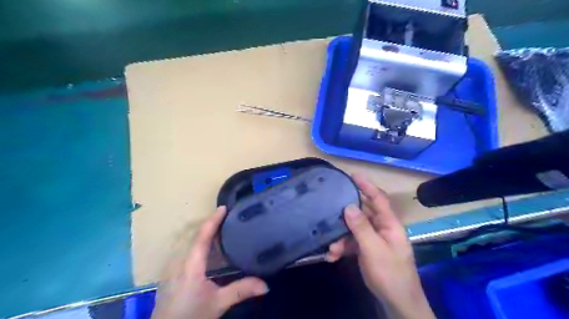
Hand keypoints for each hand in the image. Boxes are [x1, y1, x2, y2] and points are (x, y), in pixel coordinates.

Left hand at [152, 206, 268, 317]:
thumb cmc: (190, 316)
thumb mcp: (218, 303)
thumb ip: (241, 290)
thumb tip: (266, 285)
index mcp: (191, 265)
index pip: (202, 236)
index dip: (213, 220)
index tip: (223, 208)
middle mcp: (180, 261)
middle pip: (195, 236)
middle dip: (210, 224)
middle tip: (228, 217)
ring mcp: (173, 267)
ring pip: (189, 243)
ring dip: (204, 234)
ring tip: (221, 229)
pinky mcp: (172, 274)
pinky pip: (186, 251)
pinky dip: (199, 244)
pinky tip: (208, 249)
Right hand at [327, 174, 434, 318]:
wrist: (396, 303)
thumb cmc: (390, 273)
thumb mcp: (374, 249)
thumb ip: (361, 227)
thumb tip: (348, 206)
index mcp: (390, 224)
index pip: (379, 199)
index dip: (367, 186)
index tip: (353, 175)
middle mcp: (382, 228)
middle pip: (362, 213)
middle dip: (346, 215)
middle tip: (330, 209)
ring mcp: (374, 239)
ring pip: (354, 229)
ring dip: (341, 237)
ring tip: (331, 249)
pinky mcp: (366, 250)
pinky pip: (352, 242)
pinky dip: (342, 247)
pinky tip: (332, 256)